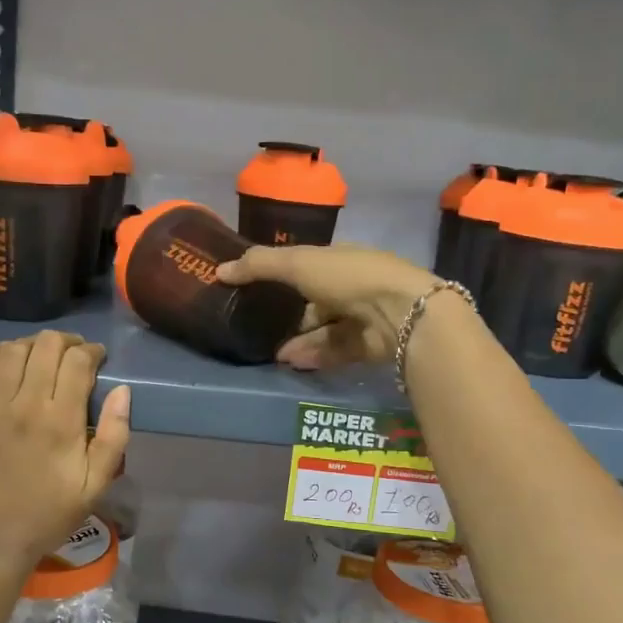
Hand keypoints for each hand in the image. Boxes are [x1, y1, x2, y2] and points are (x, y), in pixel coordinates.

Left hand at [0, 331, 131, 568]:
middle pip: (46, 346)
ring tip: (42, 356)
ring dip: (33, 344)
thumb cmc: (50, 513)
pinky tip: (6, 359)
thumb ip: (115, 435)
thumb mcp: (96, 484)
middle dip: (66, 342)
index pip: (78, 361)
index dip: (92, 351)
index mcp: (62, 421)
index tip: (98, 359)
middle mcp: (26, 404)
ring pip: (12, 349)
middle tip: (74, 354)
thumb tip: (122, 390)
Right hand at [217, 244, 436, 369]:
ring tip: (272, 355)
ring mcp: (364, 317)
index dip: (282, 276)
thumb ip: (259, 265)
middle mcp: (353, 286)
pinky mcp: (370, 345)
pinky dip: (315, 355)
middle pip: (315, 302)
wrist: (401, 313)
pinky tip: (293, 363)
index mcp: (340, 259)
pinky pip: (336, 350)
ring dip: (299, 341)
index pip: (307, 266)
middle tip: (259, 329)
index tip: (254, 291)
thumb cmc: (349, 277)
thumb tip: (220, 270)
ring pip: (324, 329)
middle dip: (289, 315)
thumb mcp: (298, 263)